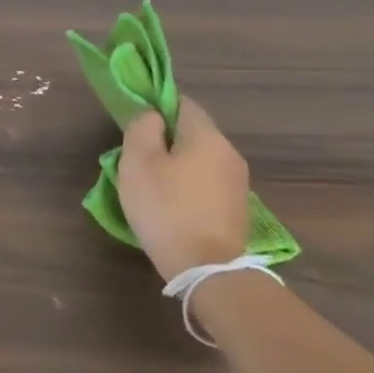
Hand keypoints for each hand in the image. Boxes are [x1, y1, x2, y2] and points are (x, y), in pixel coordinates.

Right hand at [117, 98, 250, 282]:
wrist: (207, 268)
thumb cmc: (166, 208)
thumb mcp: (138, 163)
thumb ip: (142, 130)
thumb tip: (152, 117)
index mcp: (206, 137)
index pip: (182, 104)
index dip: (157, 106)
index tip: (136, 124)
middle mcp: (229, 153)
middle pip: (193, 133)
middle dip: (166, 139)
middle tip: (137, 158)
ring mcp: (237, 183)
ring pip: (200, 159)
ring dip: (177, 164)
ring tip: (151, 184)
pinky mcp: (236, 208)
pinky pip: (207, 183)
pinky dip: (189, 185)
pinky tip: (172, 205)